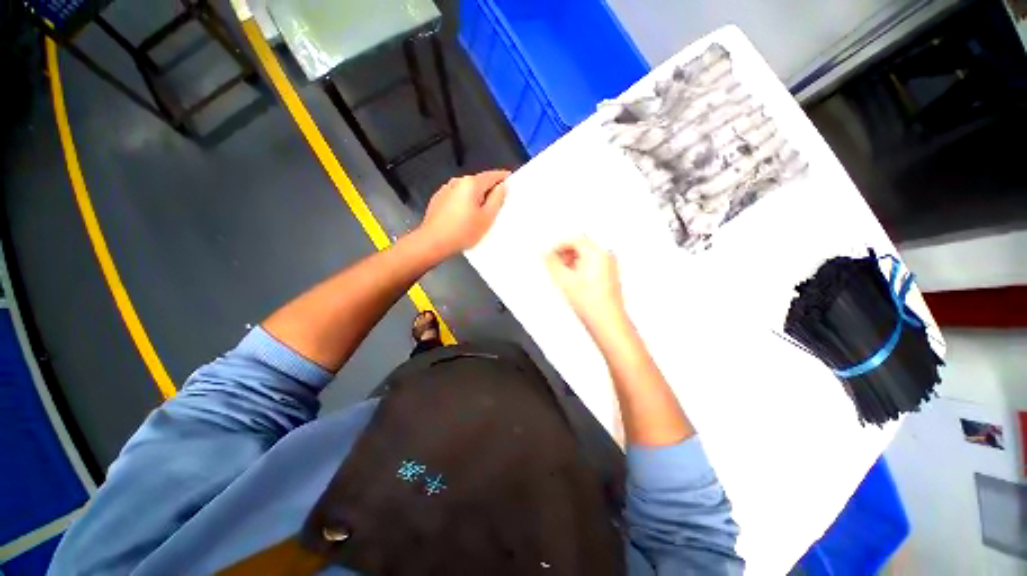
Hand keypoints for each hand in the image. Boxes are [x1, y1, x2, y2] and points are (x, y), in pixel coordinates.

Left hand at [418, 170, 509, 257]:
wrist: (433, 242)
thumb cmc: (462, 232)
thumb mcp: (487, 218)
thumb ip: (497, 199)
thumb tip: (502, 187)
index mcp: (471, 184)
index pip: (492, 175)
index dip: (503, 178)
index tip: (510, 181)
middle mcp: (457, 182)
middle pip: (479, 182)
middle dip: (489, 190)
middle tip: (499, 205)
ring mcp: (446, 190)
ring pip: (467, 190)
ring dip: (476, 198)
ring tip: (481, 214)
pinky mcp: (439, 200)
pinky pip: (457, 197)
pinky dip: (465, 203)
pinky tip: (466, 217)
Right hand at [544, 236, 627, 334]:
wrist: (608, 322)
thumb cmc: (592, 305)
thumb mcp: (564, 281)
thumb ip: (552, 263)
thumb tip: (545, 255)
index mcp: (597, 253)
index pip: (575, 238)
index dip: (559, 245)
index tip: (550, 254)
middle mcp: (606, 256)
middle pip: (582, 245)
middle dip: (566, 253)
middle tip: (555, 264)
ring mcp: (610, 266)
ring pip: (586, 255)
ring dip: (572, 261)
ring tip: (564, 275)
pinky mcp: (609, 275)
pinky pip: (592, 264)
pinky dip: (580, 268)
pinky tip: (574, 282)